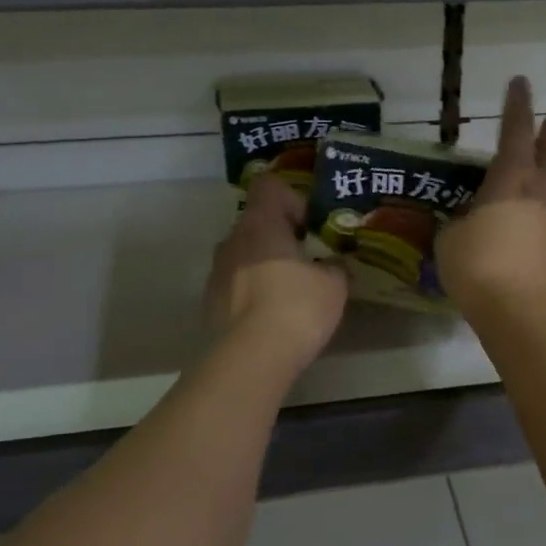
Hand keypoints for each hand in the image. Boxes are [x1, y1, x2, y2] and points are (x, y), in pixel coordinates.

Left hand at [204, 175, 347, 372]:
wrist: (251, 359)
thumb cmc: (297, 308)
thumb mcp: (334, 285)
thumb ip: (335, 267)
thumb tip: (333, 265)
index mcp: (261, 224)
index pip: (269, 186)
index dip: (292, 198)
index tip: (309, 226)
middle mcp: (232, 240)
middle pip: (256, 222)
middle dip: (280, 236)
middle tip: (307, 260)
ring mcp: (216, 272)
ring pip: (243, 254)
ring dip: (264, 264)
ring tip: (290, 291)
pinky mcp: (210, 303)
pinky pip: (235, 284)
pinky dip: (252, 291)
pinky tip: (272, 315)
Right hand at [438, 76, 545, 315]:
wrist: (521, 312)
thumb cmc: (478, 265)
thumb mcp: (450, 238)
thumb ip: (458, 221)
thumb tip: (465, 220)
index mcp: (510, 181)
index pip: (514, 132)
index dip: (517, 106)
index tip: (521, 82)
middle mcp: (538, 194)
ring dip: (545, 173)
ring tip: (533, 173)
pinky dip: (538, 209)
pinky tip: (524, 221)